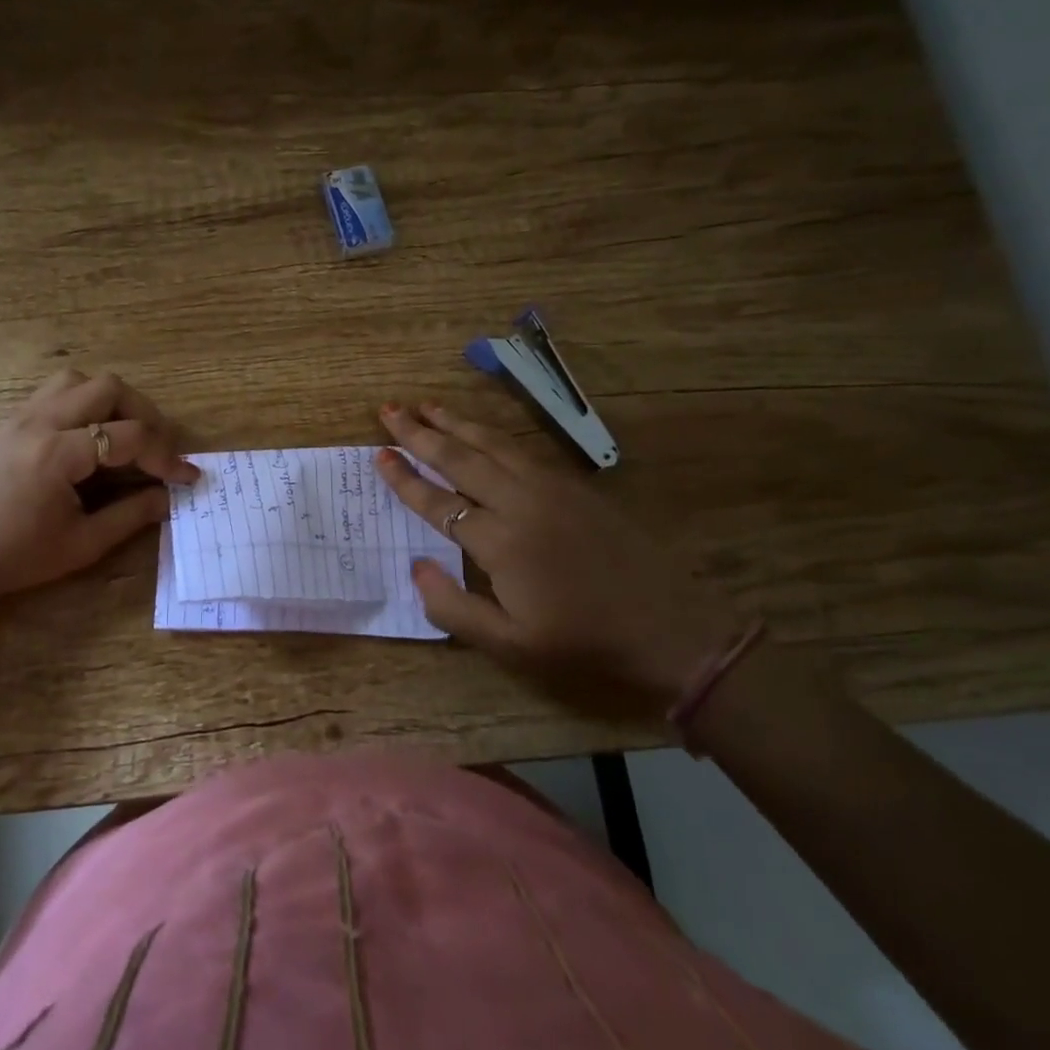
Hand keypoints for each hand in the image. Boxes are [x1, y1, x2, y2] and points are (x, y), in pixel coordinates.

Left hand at [0, 371, 198, 606]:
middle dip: (144, 414)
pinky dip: (84, 405)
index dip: (167, 456)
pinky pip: (55, 393)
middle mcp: (40, 422)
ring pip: (78, 380)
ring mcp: (20, 417)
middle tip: (155, 449)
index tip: (188, 477)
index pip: (130, 436)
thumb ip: (132, 515)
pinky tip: (89, 439)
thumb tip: (170, 496)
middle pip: (108, 387)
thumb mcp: (82, 544)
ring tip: (123, 436)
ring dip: (111, 401)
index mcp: (58, 453)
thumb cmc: (15, 558)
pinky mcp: (9, 423)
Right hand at [375, 402, 744, 712]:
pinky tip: (480, 429)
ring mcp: (552, 487)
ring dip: (455, 421)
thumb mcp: (511, 645)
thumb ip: (453, 607)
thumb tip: (416, 566)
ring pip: (492, 442)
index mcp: (500, 542)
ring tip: (425, 405)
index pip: (438, 501)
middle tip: (389, 409)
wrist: (671, 630)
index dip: (404, 479)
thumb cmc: (583, 643)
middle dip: (420, 432)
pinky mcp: (576, 485)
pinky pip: (522, 448)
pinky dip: (492, 432)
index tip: (378, 455)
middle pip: (460, 457)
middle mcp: (521, 502)